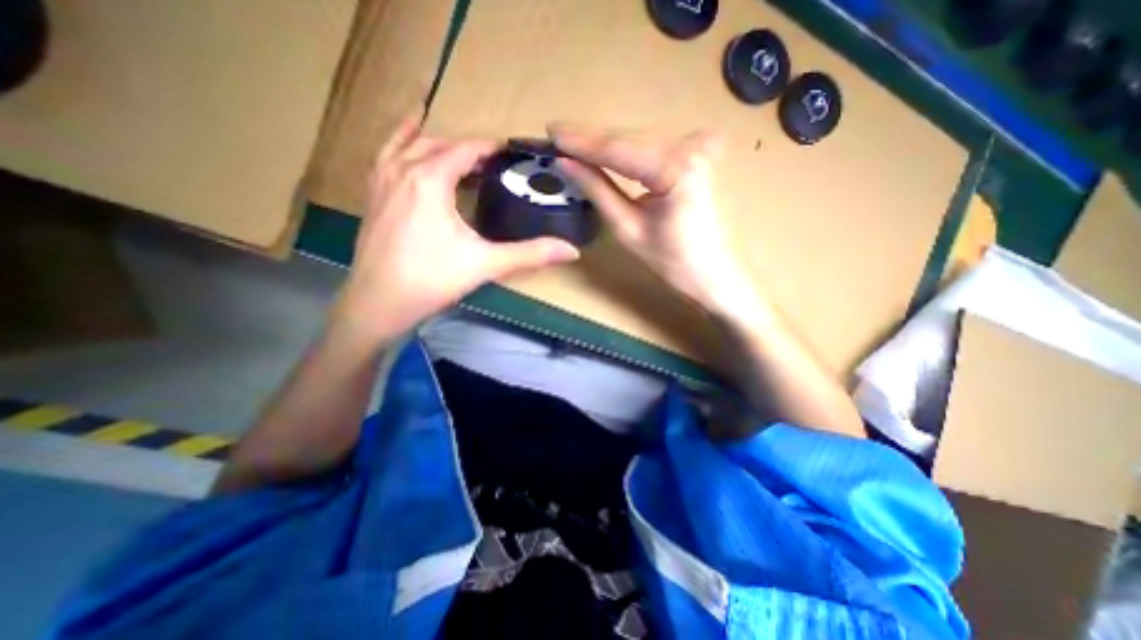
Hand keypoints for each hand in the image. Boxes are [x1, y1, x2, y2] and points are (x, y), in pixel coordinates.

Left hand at [334, 112, 580, 339]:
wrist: (377, 304)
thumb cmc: (432, 280)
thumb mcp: (485, 265)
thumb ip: (530, 254)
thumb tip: (572, 251)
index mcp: (430, 180)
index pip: (466, 149)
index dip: (490, 147)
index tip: (510, 152)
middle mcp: (402, 170)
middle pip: (439, 144)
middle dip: (468, 149)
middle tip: (492, 165)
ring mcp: (381, 181)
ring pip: (409, 145)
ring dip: (436, 143)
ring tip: (458, 153)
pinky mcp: (372, 196)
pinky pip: (385, 156)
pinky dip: (400, 144)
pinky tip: (407, 146)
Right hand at [552, 122, 754, 316]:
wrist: (713, 274)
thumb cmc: (672, 262)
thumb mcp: (627, 229)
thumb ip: (597, 190)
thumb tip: (566, 163)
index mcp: (675, 168)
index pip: (617, 148)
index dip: (581, 140)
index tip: (550, 130)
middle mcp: (691, 146)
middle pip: (629, 139)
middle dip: (590, 140)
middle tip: (556, 136)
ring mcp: (699, 147)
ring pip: (639, 140)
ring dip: (606, 144)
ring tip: (573, 144)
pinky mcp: (699, 154)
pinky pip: (653, 147)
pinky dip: (627, 151)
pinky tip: (606, 151)